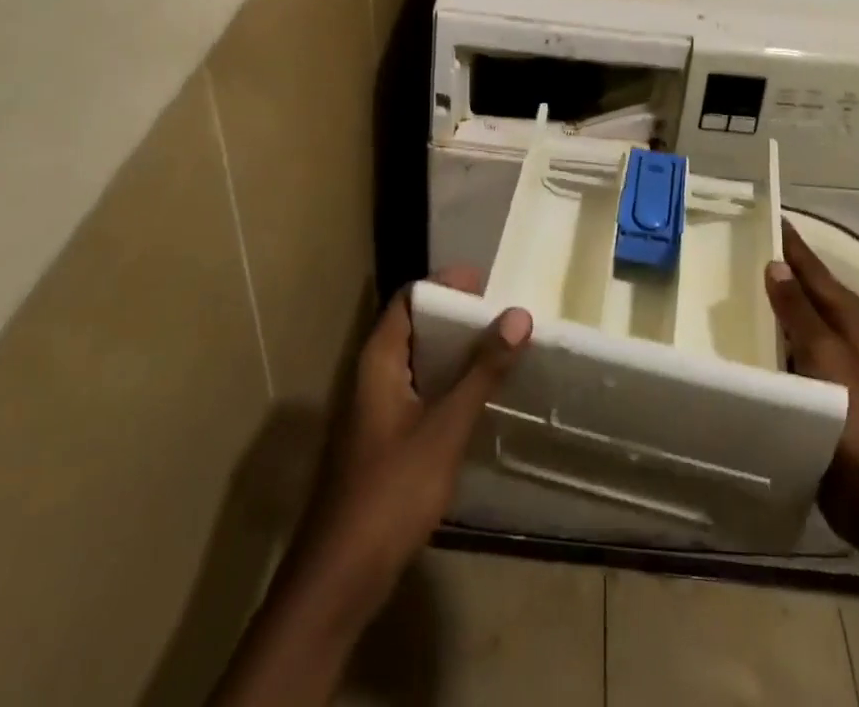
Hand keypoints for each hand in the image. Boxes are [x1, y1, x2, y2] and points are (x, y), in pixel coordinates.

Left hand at [292, 268, 532, 621]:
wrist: (340, 578)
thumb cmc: (391, 491)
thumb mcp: (444, 427)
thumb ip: (481, 371)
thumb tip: (518, 314)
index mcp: (379, 359)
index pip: (409, 298)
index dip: (444, 284)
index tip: (486, 281)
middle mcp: (372, 375)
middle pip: (414, 326)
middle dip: (456, 316)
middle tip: (501, 314)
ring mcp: (374, 410)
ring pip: (418, 361)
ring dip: (454, 351)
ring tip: (499, 348)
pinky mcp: (383, 440)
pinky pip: (419, 391)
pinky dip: (447, 382)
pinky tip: (477, 397)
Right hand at [766, 225, 858, 571]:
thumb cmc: (858, 419)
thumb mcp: (827, 357)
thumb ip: (799, 311)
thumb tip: (776, 265)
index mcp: (854, 319)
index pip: (814, 269)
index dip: (789, 243)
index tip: (762, 214)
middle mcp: (846, 336)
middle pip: (805, 293)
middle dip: (776, 271)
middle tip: (734, 247)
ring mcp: (835, 367)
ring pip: (796, 325)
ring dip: (770, 308)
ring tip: (729, 286)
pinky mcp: (822, 395)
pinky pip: (790, 356)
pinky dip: (769, 344)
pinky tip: (742, 341)